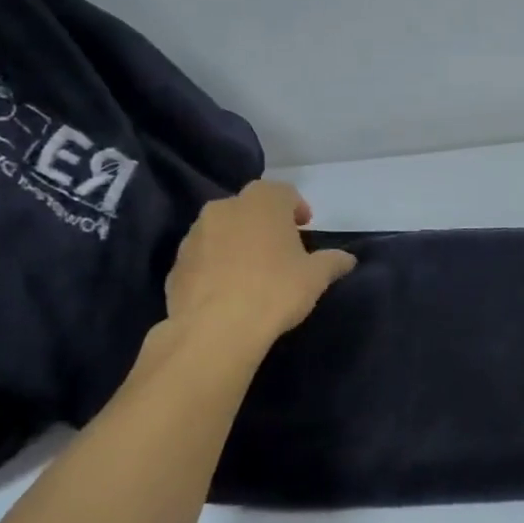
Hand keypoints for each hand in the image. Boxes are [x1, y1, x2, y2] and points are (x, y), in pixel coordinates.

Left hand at [150, 180, 355, 361]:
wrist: (215, 330)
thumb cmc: (275, 291)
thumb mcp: (316, 278)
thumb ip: (332, 262)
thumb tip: (347, 259)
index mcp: (262, 202)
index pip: (283, 192)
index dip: (296, 208)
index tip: (305, 227)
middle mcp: (224, 208)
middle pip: (250, 208)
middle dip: (265, 223)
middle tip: (281, 249)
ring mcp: (194, 235)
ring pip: (222, 230)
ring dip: (237, 242)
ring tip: (252, 271)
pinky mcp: (176, 265)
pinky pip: (203, 257)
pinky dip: (215, 266)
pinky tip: (228, 291)